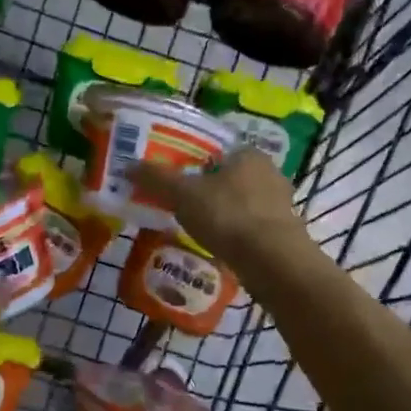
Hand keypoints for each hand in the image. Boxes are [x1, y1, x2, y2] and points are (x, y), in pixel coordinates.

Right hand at [129, 147, 309, 271]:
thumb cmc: (227, 216)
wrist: (272, 261)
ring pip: (240, 203)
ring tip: (195, 229)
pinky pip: (250, 227)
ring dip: (221, 214)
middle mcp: (269, 172)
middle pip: (228, 177)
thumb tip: (128, 166)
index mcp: (247, 153)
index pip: (215, 150)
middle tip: (180, 205)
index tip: (174, 179)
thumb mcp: (183, 194)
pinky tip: (218, 246)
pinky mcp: (283, 232)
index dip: (192, 162)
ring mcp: (280, 204)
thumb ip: (156, 178)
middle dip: (206, 190)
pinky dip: (234, 234)